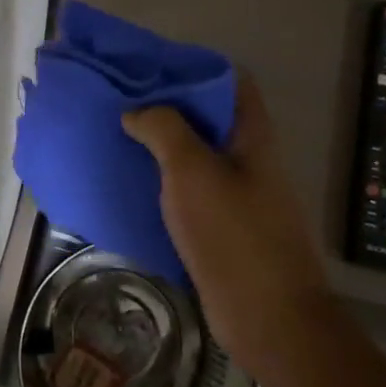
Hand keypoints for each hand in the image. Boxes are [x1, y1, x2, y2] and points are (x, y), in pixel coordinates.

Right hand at [122, 74, 334, 385]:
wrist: (269, 319)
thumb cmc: (234, 236)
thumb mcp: (192, 171)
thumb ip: (164, 129)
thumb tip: (135, 111)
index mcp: (251, 136)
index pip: (229, 81)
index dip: (192, 67)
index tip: (149, 67)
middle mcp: (248, 158)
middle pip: (208, 117)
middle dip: (167, 105)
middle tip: (121, 100)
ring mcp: (237, 194)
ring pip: (195, 154)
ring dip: (160, 144)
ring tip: (117, 135)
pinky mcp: (222, 226)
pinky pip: (189, 190)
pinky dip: (162, 180)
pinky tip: (130, 182)